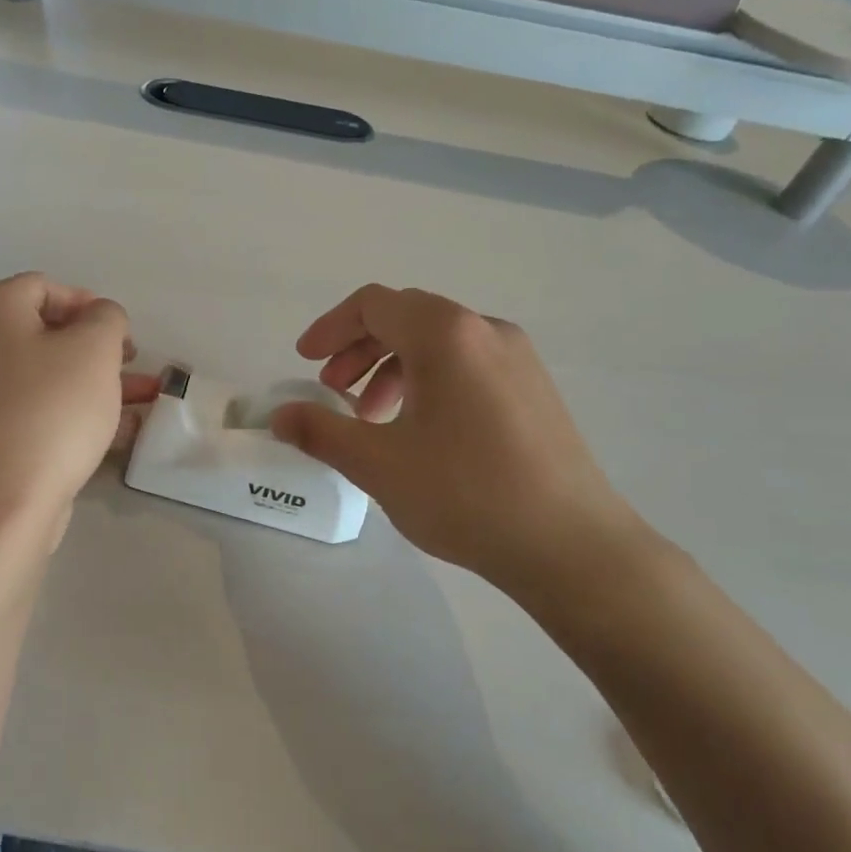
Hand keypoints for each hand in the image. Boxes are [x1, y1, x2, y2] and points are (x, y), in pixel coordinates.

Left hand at [0, 273, 158, 545]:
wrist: (1, 502)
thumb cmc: (50, 410)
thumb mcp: (94, 349)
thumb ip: (107, 318)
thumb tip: (99, 318)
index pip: (44, 286)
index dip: (89, 304)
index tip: (121, 335)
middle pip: (46, 332)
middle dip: (98, 348)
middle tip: (132, 365)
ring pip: (47, 374)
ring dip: (96, 382)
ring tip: (144, 399)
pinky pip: (37, 408)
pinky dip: (75, 411)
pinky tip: (120, 430)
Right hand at [270, 284, 655, 594]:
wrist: (572, 546)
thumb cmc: (466, 494)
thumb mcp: (378, 463)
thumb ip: (320, 431)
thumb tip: (279, 416)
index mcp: (446, 334)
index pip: (373, 305)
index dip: (329, 328)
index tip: (304, 362)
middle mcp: (485, 330)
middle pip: (405, 318)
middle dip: (358, 349)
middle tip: (333, 392)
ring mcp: (518, 359)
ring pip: (438, 343)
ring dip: (392, 368)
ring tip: (373, 419)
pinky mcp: (535, 389)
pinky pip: (467, 364)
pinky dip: (428, 381)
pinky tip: (421, 432)